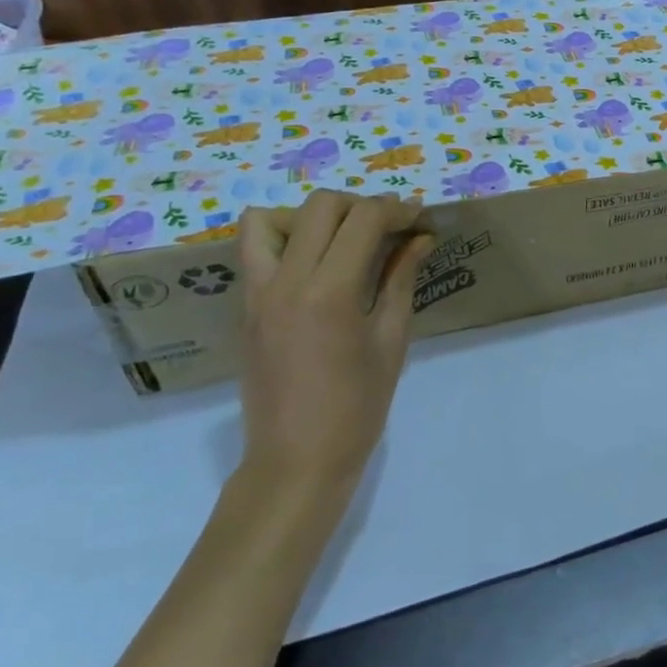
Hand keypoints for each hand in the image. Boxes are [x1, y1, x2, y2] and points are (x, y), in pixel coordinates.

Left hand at [236, 191, 434, 496]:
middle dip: (361, 205)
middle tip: (388, 228)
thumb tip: (420, 238)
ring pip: (269, 219)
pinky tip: (315, 266)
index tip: (420, 219)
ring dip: (311, 217)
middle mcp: (287, 282)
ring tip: (340, 240)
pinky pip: (255, 252)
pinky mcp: (245, 308)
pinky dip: (284, 241)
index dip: (397, 209)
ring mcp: (258, 294)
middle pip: (320, 207)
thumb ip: (401, 279)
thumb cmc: (358, 406)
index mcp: (330, 292)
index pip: (363, 219)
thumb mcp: (391, 340)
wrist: (296, 460)